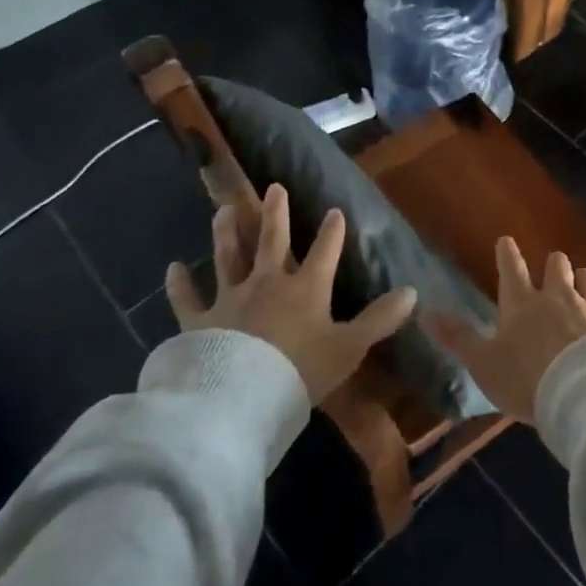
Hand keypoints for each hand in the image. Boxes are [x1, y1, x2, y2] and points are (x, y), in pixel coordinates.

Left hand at [165, 184, 416, 404]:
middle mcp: (267, 282)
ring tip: (223, 209)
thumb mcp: (349, 347)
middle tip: (273, 186)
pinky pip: (187, 299)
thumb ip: (379, 319)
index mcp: (306, 288)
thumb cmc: (301, 372)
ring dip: (226, 232)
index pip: (325, 250)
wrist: (241, 398)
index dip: (332, 230)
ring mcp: (230, 298)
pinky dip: (179, 284)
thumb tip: (413, 291)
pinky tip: (172, 268)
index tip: (335, 210)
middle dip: (276, 212)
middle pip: (273, 240)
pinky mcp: (199, 321)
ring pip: (228, 256)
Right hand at [425, 238, 585, 424]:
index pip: (512, 269)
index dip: (508, 254)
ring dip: (583, 278)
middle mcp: (557, 296)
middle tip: (550, 268)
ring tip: (582, 277)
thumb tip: (423, 311)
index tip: (507, 241)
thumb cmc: (526, 378)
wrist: (581, 395)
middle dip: (553, 265)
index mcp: (521, 303)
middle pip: (556, 267)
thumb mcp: (483, 363)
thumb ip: (456, 337)